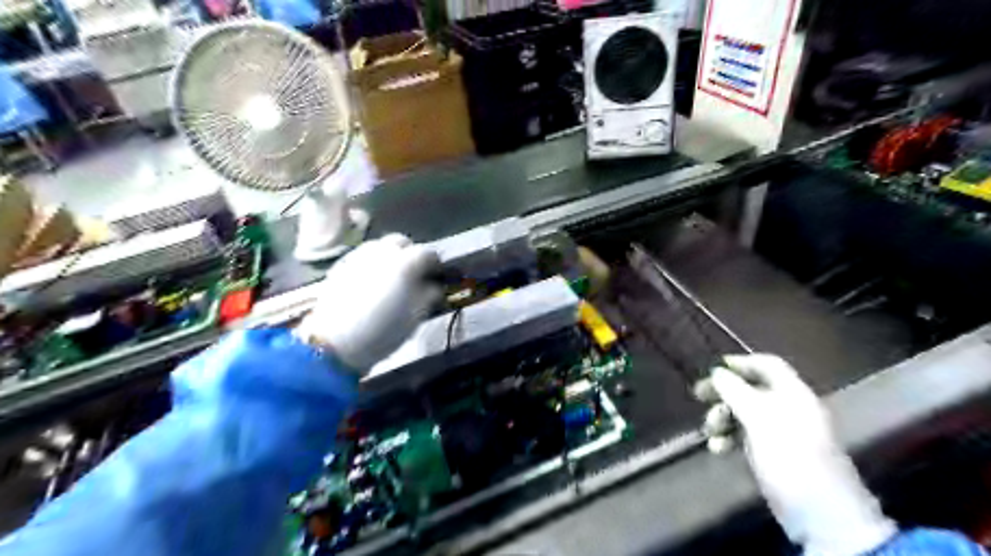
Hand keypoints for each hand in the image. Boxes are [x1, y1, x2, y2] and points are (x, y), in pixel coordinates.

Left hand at [294, 232, 441, 370]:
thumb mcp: (416, 317)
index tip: (436, 275)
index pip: (427, 253)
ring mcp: (358, 256)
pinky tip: (370, 282)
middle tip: (413, 273)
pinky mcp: (341, 265)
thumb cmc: (383, 331)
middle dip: (410, 253)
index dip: (435, 263)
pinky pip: (362, 257)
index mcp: (405, 263)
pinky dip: (371, 264)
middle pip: (401, 242)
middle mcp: (382, 252)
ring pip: (379, 246)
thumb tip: (433, 286)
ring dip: (389, 256)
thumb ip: (429, 295)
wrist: (335, 342)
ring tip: (391, 276)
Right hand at [703, 354, 898, 555]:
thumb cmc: (790, 456)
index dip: (740, 362)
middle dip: (724, 391)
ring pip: (744, 412)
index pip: (767, 365)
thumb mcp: (759, 418)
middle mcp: (788, 408)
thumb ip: (736, 391)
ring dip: (723, 417)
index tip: (712, 368)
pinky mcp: (773, 454)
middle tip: (699, 395)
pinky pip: (745, 436)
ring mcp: (781, 432)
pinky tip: (717, 448)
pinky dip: (729, 438)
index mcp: (793, 394)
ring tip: (710, 430)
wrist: (820, 514)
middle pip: (751, 388)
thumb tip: (717, 372)